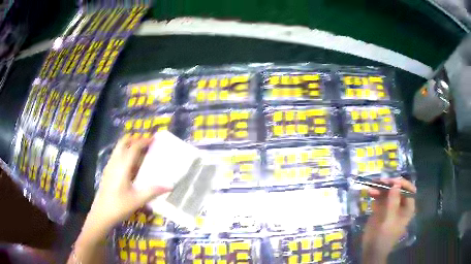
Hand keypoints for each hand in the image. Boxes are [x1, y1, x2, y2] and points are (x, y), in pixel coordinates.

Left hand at [88, 136, 171, 230]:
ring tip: (140, 152)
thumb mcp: (138, 200)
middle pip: (123, 142)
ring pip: (118, 148)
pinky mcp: (107, 172)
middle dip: (134, 139)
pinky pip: (116, 156)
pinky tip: (131, 166)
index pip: (133, 147)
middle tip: (146, 143)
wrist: (101, 214)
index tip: (154, 139)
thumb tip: (170, 186)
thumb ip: (153, 191)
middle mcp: (115, 162)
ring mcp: (109, 166)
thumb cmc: (119, 206)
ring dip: (129, 145)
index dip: (144, 141)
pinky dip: (124, 153)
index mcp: (122, 166)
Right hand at [362, 177, 415, 263]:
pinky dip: (375, 193)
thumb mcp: (390, 220)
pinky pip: (380, 198)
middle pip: (397, 189)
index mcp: (407, 207)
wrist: (371, 250)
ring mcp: (390, 207)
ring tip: (372, 186)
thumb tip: (396, 183)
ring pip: (388, 192)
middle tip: (380, 181)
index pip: (409, 190)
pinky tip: (370, 192)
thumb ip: (393, 202)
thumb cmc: (385, 237)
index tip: (392, 181)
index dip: (402, 183)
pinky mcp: (381, 209)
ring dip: (381, 188)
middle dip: (389, 184)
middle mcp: (400, 205)